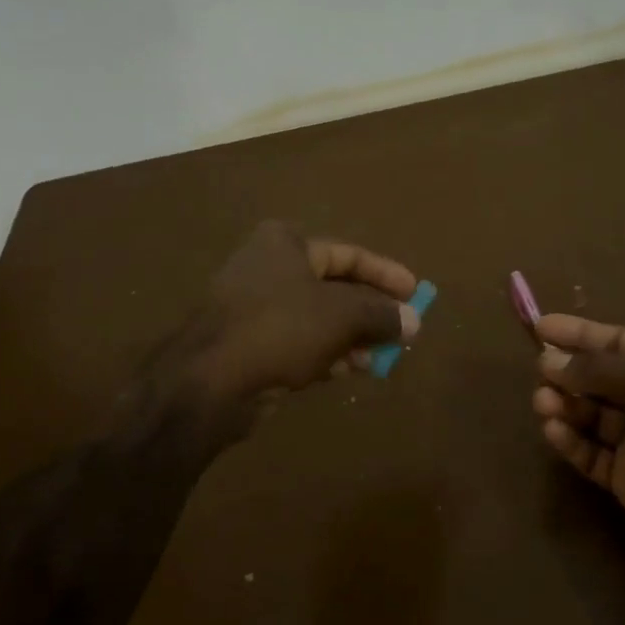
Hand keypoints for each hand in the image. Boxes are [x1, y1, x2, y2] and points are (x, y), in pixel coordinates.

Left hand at [186, 221, 419, 402]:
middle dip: (370, 312)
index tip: (416, 292)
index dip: (385, 274)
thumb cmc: (280, 328)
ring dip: (351, 338)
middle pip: (334, 287)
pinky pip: (298, 341)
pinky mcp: (248, 342)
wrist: (209, 380)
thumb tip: (414, 321)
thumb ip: (381, 314)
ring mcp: (254, 306)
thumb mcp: (342, 315)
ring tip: (380, 359)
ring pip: (317, 318)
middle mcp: (268, 267)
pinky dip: (324, 353)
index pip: (349, 254)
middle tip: (402, 331)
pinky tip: (346, 371)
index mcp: (286, 244)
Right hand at [531, 314, 624, 565]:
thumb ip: (597, 367)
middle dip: (568, 372)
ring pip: (589, 416)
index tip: (541, 327)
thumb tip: (549, 360)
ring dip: (564, 405)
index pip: (617, 343)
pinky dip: (570, 441)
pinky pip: (590, 454)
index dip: (580, 334)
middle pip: (599, 379)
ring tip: (543, 401)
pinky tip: (553, 429)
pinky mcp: (624, 478)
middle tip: (540, 370)